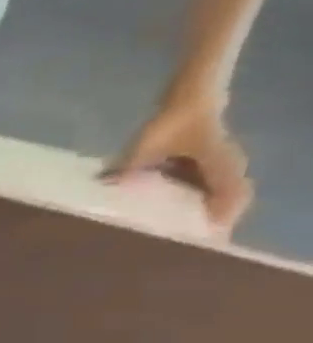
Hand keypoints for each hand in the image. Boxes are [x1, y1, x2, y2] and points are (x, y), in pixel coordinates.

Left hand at [108, 96, 252, 229]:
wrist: (188, 97)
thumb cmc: (173, 119)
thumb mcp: (147, 143)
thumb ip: (130, 164)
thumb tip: (109, 183)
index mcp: (221, 163)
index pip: (232, 197)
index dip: (223, 219)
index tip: (210, 240)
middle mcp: (227, 168)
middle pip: (227, 202)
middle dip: (209, 222)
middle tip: (186, 245)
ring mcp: (218, 166)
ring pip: (215, 197)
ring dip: (197, 213)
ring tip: (174, 235)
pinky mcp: (205, 165)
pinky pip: (200, 189)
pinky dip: (187, 202)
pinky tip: (161, 215)